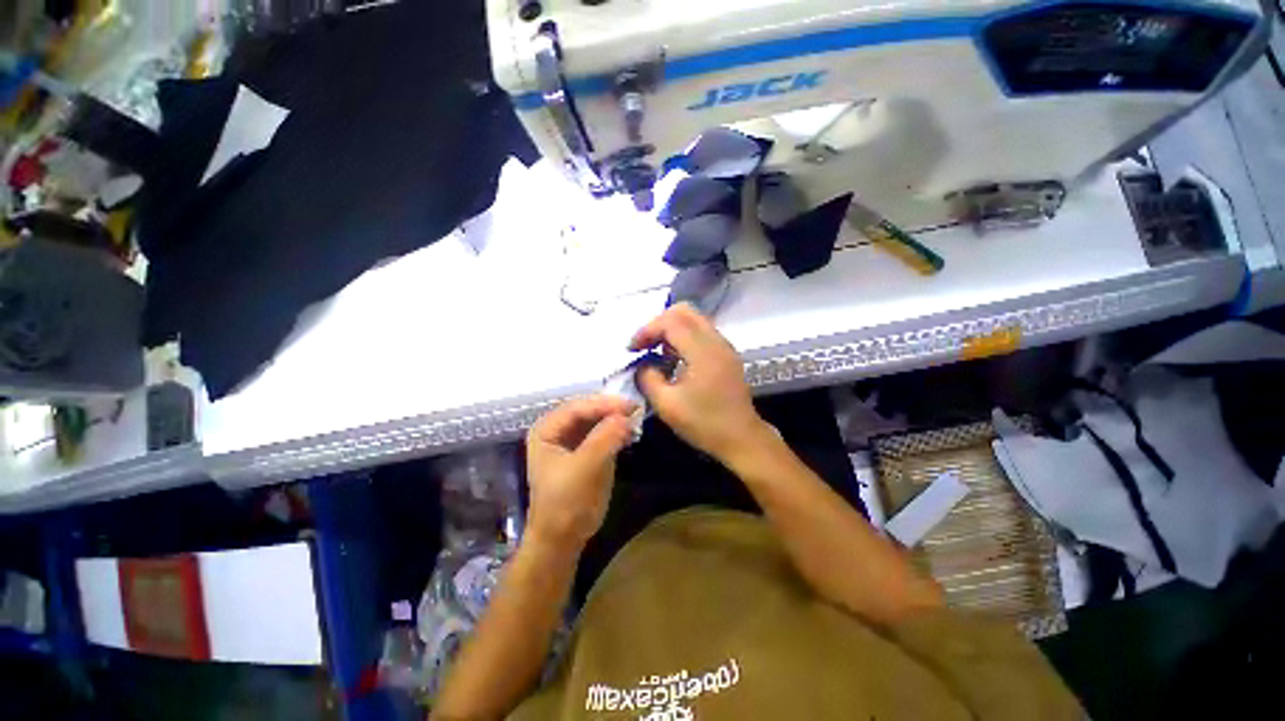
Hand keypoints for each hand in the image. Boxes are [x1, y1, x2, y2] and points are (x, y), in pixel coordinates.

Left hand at [525, 396, 635, 550]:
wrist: (562, 540)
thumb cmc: (566, 503)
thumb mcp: (586, 468)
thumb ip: (605, 438)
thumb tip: (627, 415)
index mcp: (546, 430)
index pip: (577, 407)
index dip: (603, 404)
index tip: (630, 405)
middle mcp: (556, 430)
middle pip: (586, 411)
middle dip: (610, 409)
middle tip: (635, 409)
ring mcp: (570, 441)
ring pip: (595, 420)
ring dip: (614, 419)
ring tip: (635, 419)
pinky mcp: (583, 452)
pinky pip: (600, 434)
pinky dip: (615, 431)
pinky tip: (629, 433)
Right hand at [630, 303, 769, 463]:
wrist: (742, 439)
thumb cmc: (704, 424)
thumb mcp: (667, 405)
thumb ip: (648, 378)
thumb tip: (643, 364)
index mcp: (703, 351)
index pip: (670, 322)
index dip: (646, 330)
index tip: (632, 349)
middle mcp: (716, 341)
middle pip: (684, 311)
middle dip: (658, 323)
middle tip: (644, 344)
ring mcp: (724, 346)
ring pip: (694, 319)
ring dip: (671, 329)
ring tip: (656, 352)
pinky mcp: (726, 354)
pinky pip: (701, 332)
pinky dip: (683, 337)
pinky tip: (674, 359)